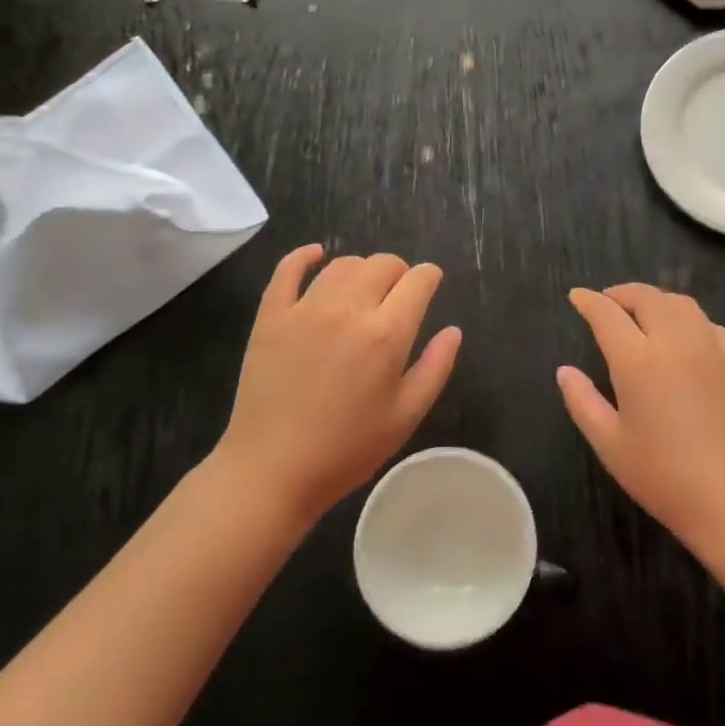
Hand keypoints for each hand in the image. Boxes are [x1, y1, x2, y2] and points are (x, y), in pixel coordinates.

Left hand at [213, 246, 461, 526]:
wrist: (271, 470)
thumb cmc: (347, 450)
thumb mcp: (406, 416)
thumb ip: (435, 368)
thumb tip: (453, 330)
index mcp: (386, 334)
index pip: (418, 281)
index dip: (430, 276)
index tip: (431, 283)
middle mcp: (348, 309)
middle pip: (382, 264)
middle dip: (399, 271)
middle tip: (399, 293)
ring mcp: (305, 308)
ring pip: (342, 264)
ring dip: (362, 268)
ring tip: (363, 288)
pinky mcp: (271, 315)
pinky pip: (288, 269)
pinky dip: (305, 256)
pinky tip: (316, 255)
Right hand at [557, 284, 724, 554]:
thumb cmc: (662, 477)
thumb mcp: (609, 444)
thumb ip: (582, 401)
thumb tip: (565, 370)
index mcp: (638, 362)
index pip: (607, 314)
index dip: (589, 301)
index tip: (577, 296)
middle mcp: (676, 343)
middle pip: (648, 298)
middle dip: (622, 293)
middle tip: (608, 304)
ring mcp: (712, 350)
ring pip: (682, 304)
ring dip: (657, 300)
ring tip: (644, 313)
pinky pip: (711, 326)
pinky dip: (690, 320)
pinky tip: (685, 336)